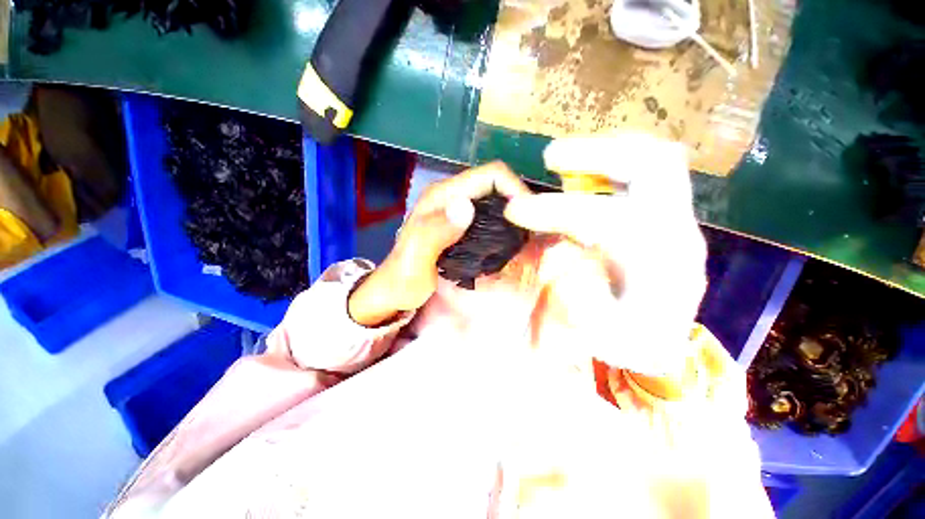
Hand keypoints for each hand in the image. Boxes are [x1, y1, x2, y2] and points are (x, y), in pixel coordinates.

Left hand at [348, 162, 530, 326]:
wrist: (394, 290)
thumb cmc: (403, 277)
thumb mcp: (415, 257)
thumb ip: (436, 232)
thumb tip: (466, 207)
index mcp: (443, 195)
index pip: (490, 174)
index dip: (515, 188)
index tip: (529, 217)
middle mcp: (453, 196)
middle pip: (497, 185)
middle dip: (519, 201)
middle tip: (532, 230)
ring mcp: (458, 210)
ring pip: (496, 200)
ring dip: (514, 214)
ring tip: (525, 237)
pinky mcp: (462, 225)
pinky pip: (490, 216)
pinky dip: (504, 225)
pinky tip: (509, 243)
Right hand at [504, 133, 706, 375]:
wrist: (661, 335)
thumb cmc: (634, 338)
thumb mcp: (611, 341)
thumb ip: (592, 310)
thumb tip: (571, 268)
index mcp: (660, 264)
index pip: (608, 218)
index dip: (556, 210)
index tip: (515, 211)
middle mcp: (674, 229)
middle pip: (653, 165)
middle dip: (595, 154)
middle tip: (549, 159)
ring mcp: (672, 214)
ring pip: (654, 157)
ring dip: (605, 149)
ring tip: (562, 158)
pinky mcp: (662, 211)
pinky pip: (646, 168)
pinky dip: (613, 159)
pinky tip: (583, 172)